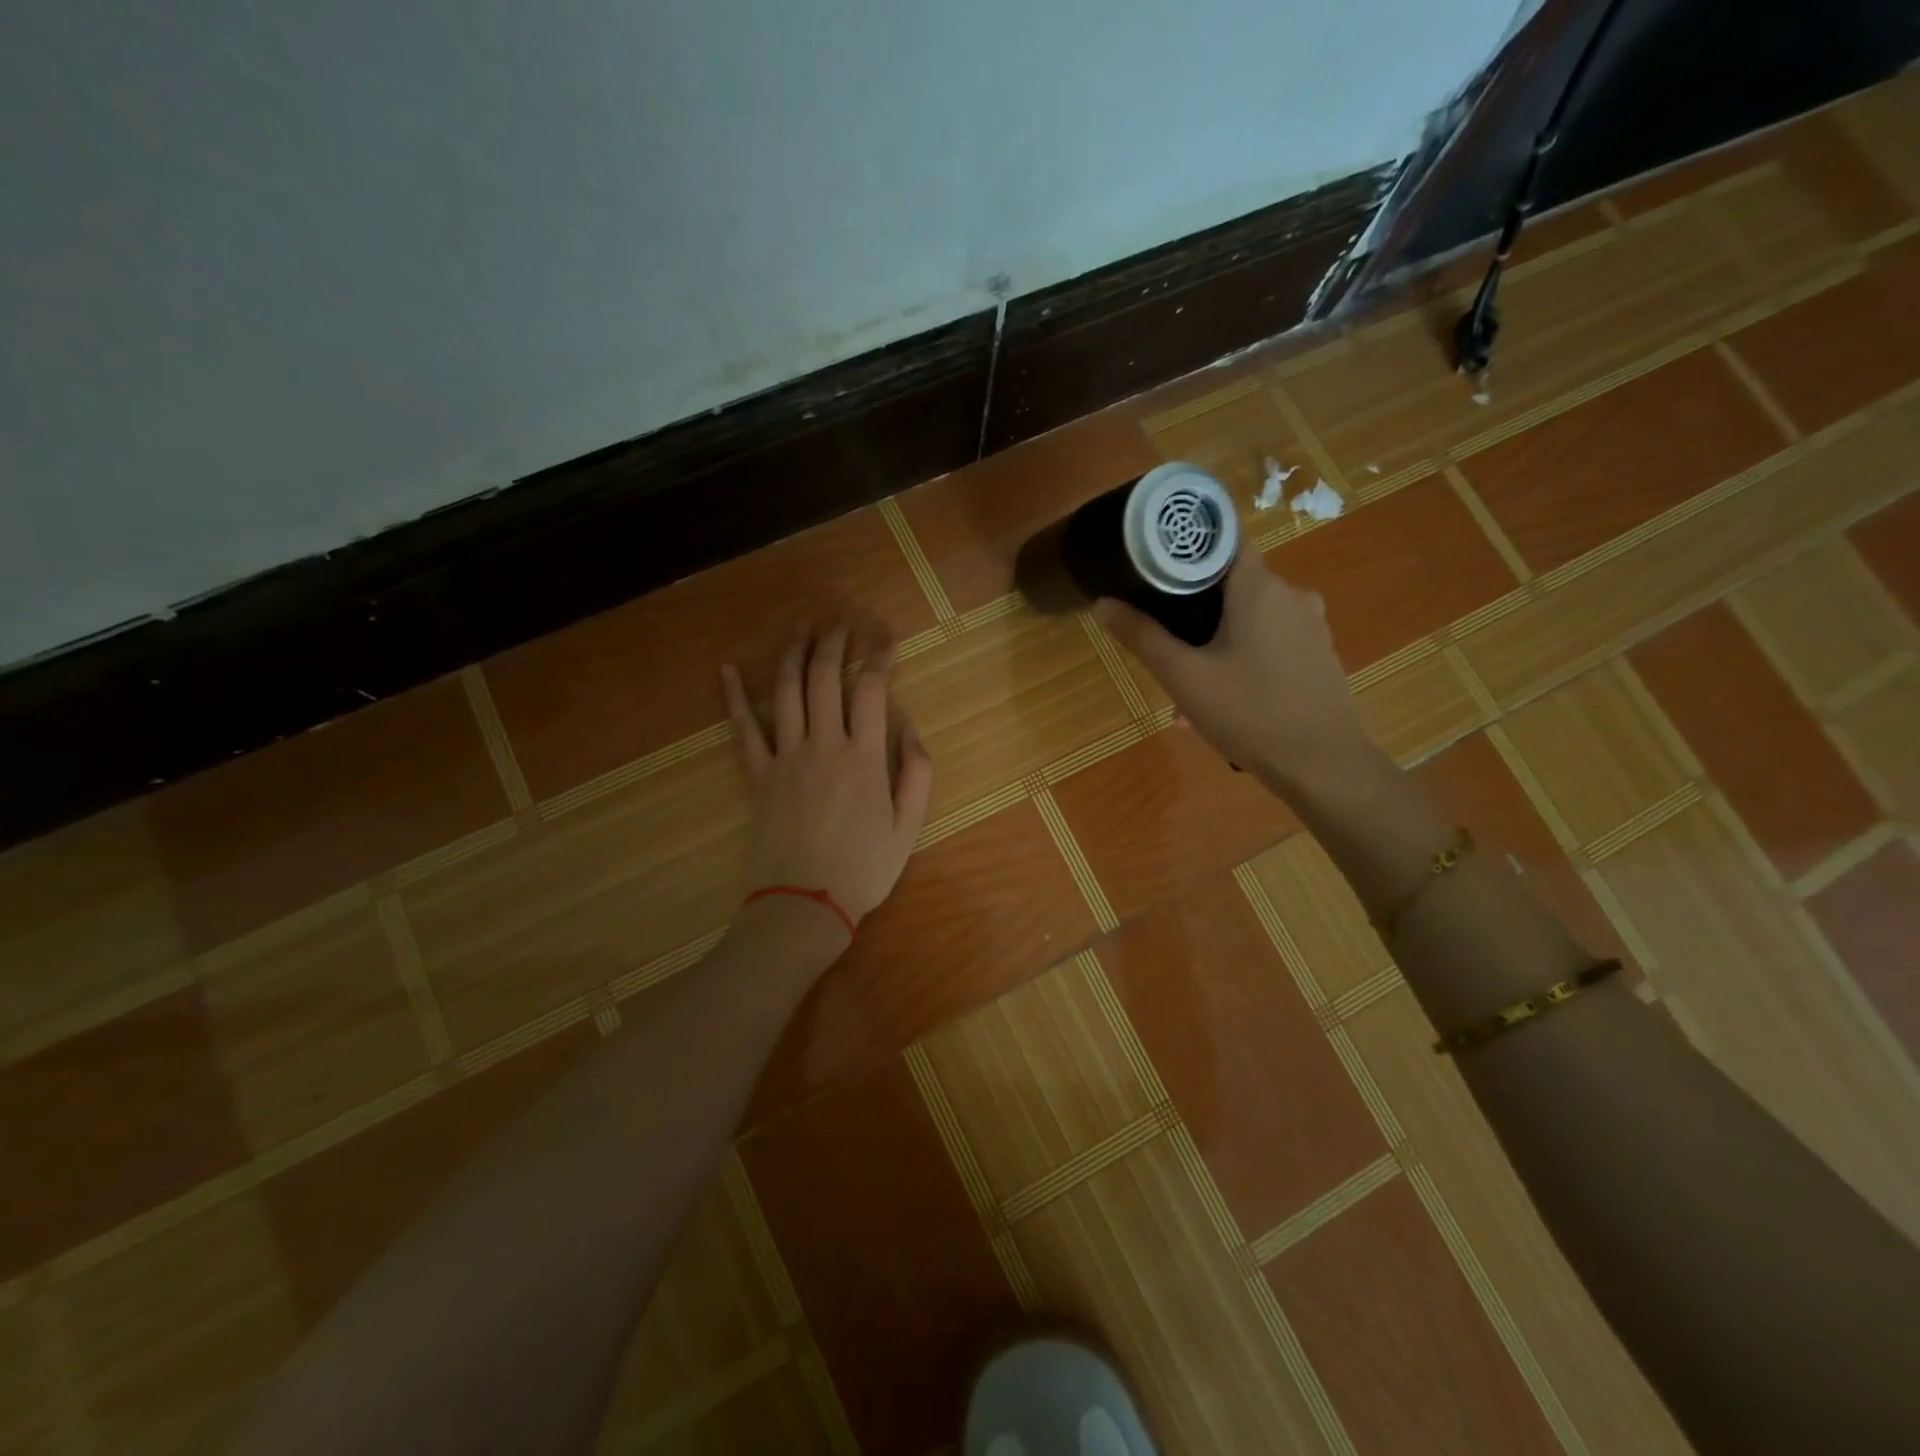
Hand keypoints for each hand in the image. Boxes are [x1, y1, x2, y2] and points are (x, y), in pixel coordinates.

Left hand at [721, 623, 934, 941]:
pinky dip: (733, 697)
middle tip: (841, 620)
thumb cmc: (864, 868)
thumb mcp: (908, 826)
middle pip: (824, 678)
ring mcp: (785, 757)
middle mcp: (823, 745)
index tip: (884, 637)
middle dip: (833, 641)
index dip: (878, 655)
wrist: (805, 904)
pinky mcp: (757, 775)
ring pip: (785, 691)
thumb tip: (910, 728)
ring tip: (801, 628)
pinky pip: (743, 729)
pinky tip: (726, 669)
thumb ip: (916, 773)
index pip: (871, 689)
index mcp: (863, 756)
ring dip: (793, 654)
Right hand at [1093, 537, 1370, 793]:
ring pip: (1249, 617)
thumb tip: (1102, 603)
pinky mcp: (1318, 652)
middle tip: (1165, 643)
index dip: (1185, 547)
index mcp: (1259, 586)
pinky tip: (1224, 697)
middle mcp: (1291, 594)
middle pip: (1231, 583)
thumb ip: (1141, 636)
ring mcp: (1310, 624)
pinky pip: (1270, 640)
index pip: (1221, 539)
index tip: (1153, 565)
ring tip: (1188, 685)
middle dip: (1193, 609)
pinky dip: (1243, 656)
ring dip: (1216, 640)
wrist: (1323, 765)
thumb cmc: (1249, 713)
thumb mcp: (1183, 676)